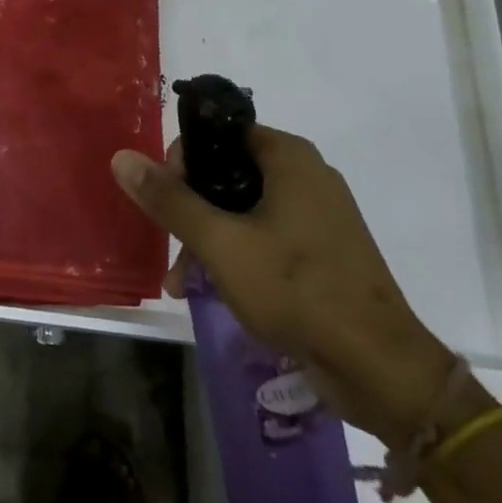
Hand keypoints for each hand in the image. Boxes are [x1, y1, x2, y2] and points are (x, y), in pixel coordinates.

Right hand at [113, 127, 453, 446]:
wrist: (379, 368)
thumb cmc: (296, 290)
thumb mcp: (221, 244)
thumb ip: (170, 200)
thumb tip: (122, 157)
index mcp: (288, 157)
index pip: (219, 134)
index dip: (183, 161)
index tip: (164, 199)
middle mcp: (306, 175)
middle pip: (229, 173)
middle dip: (191, 209)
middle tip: (171, 247)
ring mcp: (318, 214)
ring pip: (245, 208)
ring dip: (209, 238)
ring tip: (182, 282)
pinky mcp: (323, 251)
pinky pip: (267, 235)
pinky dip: (237, 253)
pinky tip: (213, 290)